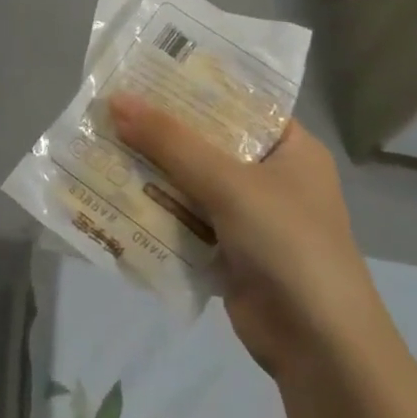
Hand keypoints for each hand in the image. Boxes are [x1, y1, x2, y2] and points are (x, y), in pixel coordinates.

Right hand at [108, 95, 382, 373]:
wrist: (318, 346)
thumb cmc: (288, 245)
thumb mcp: (228, 183)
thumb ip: (171, 142)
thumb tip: (115, 101)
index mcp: (290, 148)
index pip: (236, 101)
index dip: (190, 86)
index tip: (141, 71)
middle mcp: (269, 176)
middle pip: (205, 142)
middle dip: (158, 130)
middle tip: (106, 107)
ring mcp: (247, 215)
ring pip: (188, 181)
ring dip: (149, 170)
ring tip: (98, 143)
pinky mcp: (225, 249)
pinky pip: (181, 218)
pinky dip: (153, 208)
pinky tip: (111, 192)